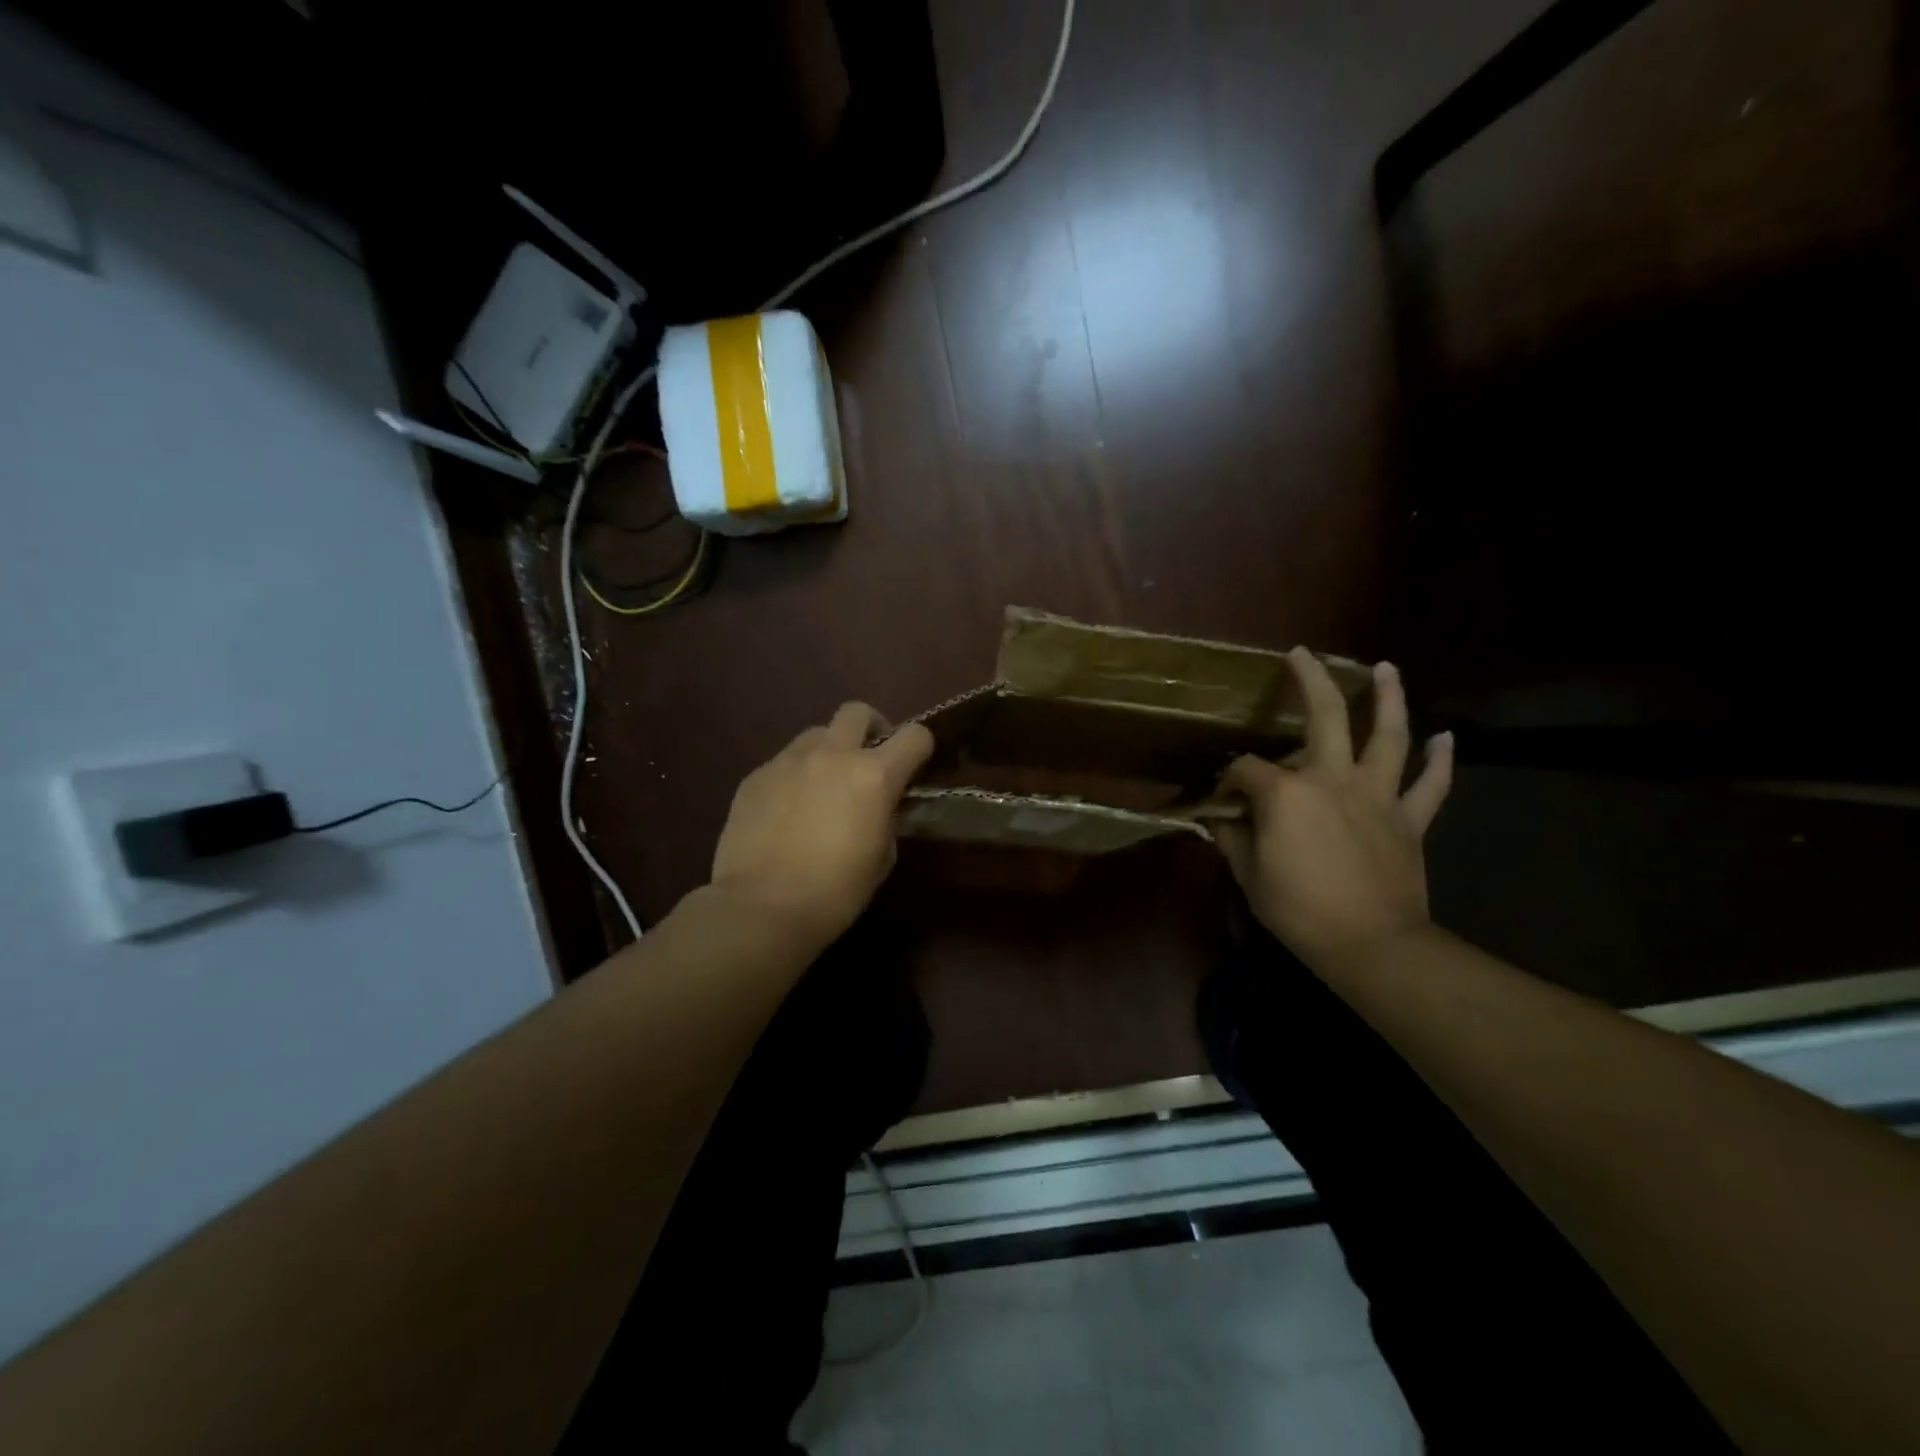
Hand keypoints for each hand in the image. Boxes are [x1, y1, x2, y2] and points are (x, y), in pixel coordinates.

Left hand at [710, 702, 934, 946]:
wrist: (761, 907)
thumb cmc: (835, 892)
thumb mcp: (882, 857)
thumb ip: (886, 818)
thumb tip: (879, 807)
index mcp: (874, 775)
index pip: (914, 736)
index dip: (920, 747)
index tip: (914, 766)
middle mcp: (832, 755)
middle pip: (857, 712)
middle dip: (871, 728)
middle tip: (868, 760)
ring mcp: (789, 761)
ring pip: (816, 734)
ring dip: (829, 751)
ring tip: (823, 785)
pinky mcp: (756, 776)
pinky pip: (784, 762)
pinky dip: (795, 776)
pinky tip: (788, 810)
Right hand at [1214, 651, 1453, 970]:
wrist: (1372, 946)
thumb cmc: (1300, 911)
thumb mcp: (1250, 877)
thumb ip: (1232, 839)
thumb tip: (1219, 818)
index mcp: (1286, 794)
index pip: (1247, 769)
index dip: (1229, 778)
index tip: (1221, 796)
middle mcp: (1333, 779)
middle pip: (1325, 716)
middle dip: (1309, 681)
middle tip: (1301, 655)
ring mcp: (1377, 795)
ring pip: (1389, 735)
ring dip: (1389, 698)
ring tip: (1386, 668)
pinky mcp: (1410, 819)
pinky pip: (1431, 785)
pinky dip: (1441, 760)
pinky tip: (1446, 737)